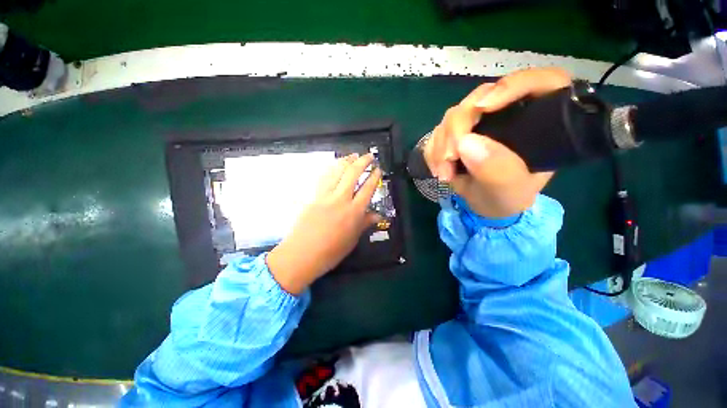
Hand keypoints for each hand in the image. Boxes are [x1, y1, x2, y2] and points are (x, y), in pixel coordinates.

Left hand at [267, 153, 381, 294]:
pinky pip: (324, 178)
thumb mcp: (352, 240)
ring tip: (353, 155)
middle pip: (352, 174)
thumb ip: (365, 223)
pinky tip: (335, 165)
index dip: (374, 177)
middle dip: (362, 161)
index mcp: (354, 212)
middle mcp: (341, 200)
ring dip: (346, 161)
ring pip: (337, 172)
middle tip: (369, 155)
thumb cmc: (331, 252)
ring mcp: (325, 196)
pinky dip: (331, 168)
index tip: (378, 169)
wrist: (301, 255)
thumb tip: (377, 215)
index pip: (367, 189)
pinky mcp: (313, 197)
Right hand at [424, 68, 570, 217]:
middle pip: (481, 98)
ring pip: (453, 115)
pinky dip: (433, 151)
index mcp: (538, 123)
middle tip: (450, 157)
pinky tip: (439, 169)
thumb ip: (497, 170)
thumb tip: (466, 143)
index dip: (513, 85)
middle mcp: (507, 115)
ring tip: (444, 173)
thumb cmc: (507, 198)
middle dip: (458, 128)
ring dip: (441, 144)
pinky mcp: (457, 133)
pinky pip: (437, 132)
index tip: (484, 107)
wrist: (485, 206)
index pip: (540, 82)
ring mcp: (479, 123)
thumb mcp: (509, 191)